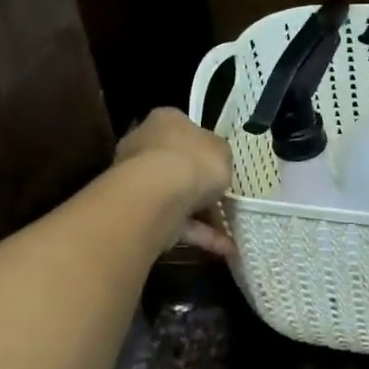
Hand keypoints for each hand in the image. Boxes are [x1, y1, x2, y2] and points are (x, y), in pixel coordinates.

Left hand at [114, 107, 235, 255]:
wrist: (157, 194)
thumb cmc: (193, 160)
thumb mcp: (222, 151)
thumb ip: (219, 154)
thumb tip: (213, 158)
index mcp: (164, 121)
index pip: (182, 128)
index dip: (202, 146)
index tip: (218, 162)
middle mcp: (144, 146)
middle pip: (174, 163)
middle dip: (197, 182)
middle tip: (223, 197)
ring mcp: (137, 181)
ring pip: (174, 196)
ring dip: (202, 214)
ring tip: (231, 230)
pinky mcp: (138, 212)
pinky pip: (174, 222)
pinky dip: (199, 235)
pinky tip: (224, 248)